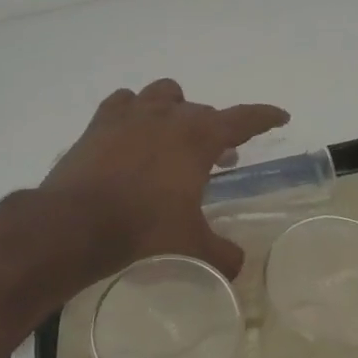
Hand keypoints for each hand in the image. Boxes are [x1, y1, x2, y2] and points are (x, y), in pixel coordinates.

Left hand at [41, 79, 288, 281]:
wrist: (77, 223)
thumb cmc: (143, 229)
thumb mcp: (191, 245)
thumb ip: (221, 253)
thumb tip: (238, 264)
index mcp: (199, 137)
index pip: (244, 119)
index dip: (265, 117)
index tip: (280, 116)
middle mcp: (169, 115)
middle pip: (203, 111)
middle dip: (215, 131)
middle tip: (218, 157)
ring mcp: (132, 114)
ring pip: (164, 93)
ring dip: (176, 109)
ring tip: (173, 134)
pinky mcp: (101, 122)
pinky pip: (124, 102)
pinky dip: (134, 111)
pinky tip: (131, 130)